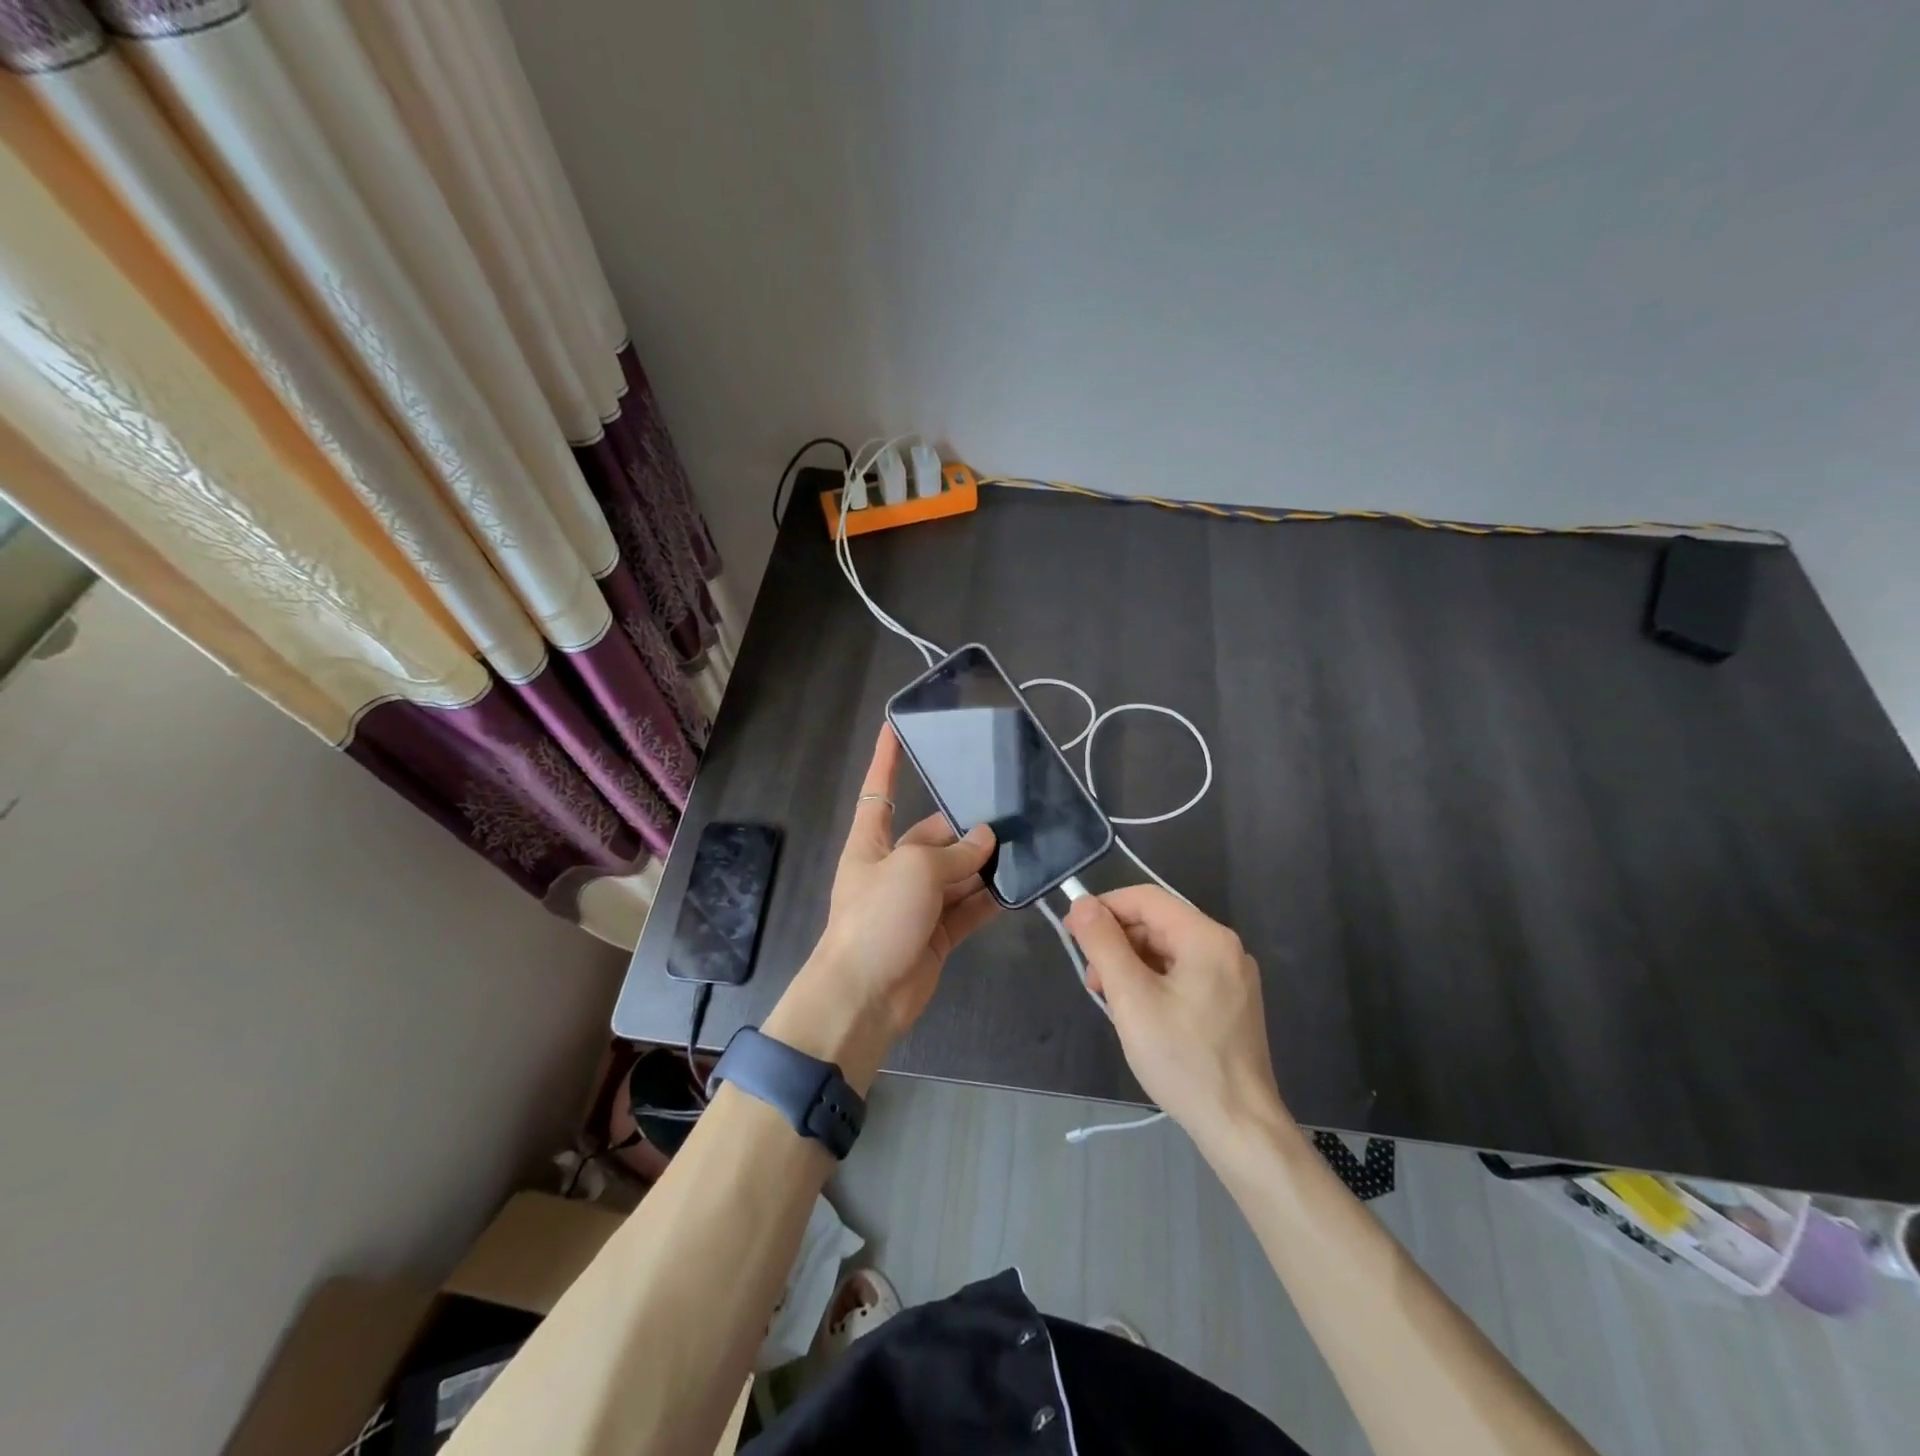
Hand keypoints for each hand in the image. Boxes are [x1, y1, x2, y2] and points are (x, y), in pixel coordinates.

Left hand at [768, 727, 996, 1084]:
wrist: (865, 996)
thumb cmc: (877, 918)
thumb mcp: (914, 871)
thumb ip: (954, 853)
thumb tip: (987, 840)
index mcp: (871, 843)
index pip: (879, 789)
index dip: (887, 758)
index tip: (896, 726)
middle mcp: (894, 868)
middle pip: (933, 837)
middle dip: (966, 828)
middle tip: (1010, 813)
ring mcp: (917, 903)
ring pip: (957, 874)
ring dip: (984, 864)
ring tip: (1025, 844)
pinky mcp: (938, 934)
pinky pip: (969, 908)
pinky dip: (991, 898)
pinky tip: (1021, 885)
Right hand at [1064, 886, 1285, 1149]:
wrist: (1239, 1126)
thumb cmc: (1182, 1058)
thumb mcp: (1132, 998)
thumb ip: (1104, 944)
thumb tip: (1082, 903)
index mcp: (1206, 938)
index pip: (1146, 899)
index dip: (1105, 908)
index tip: (1072, 931)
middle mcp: (1224, 948)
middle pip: (1158, 924)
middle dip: (1117, 942)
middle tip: (1090, 978)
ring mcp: (1231, 977)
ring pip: (1167, 951)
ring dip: (1131, 965)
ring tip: (1109, 999)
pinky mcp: (1230, 1002)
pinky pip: (1182, 974)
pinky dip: (1152, 982)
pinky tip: (1136, 1011)